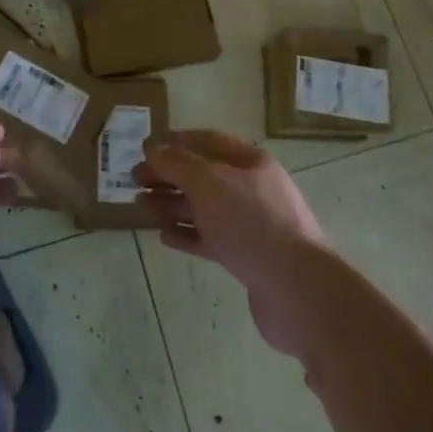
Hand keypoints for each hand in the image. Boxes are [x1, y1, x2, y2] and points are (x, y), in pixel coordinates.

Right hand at [136, 130, 332, 361]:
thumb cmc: (251, 223)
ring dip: (173, 205)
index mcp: (250, 162)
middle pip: (203, 175)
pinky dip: (187, 235)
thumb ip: (177, 163)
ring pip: (205, 208)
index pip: (207, 141)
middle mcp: (253, 189)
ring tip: (143, 207)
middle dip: (169, 175)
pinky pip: (211, 239)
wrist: (297, 290)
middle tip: (135, 180)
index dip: (175, 142)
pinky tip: (164, 236)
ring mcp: (252, 225)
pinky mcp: (248, 258)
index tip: (145, 149)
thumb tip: (154, 150)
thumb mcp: (209, 182)